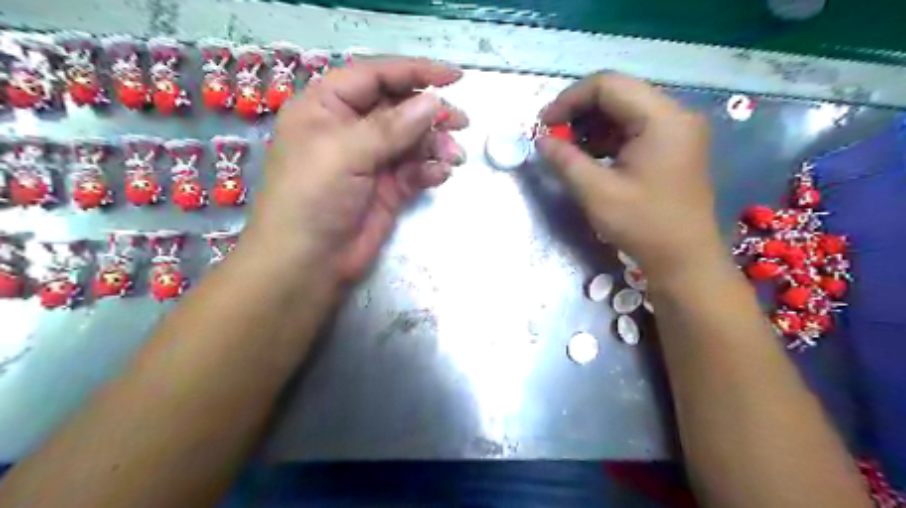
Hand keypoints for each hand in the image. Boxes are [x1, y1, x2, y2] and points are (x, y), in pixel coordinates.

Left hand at [239, 58, 465, 284]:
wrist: (309, 264)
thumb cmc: (312, 199)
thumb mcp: (345, 153)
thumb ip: (391, 127)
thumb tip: (434, 102)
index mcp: (327, 107)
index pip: (374, 76)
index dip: (414, 72)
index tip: (454, 77)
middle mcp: (350, 129)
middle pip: (398, 107)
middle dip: (430, 113)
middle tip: (461, 122)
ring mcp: (371, 160)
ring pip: (412, 140)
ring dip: (435, 145)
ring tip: (453, 157)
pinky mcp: (387, 188)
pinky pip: (415, 169)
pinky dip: (429, 170)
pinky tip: (439, 175)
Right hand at [537, 72, 721, 282]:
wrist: (684, 259)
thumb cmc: (643, 225)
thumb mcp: (597, 193)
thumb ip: (565, 160)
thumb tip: (541, 140)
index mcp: (662, 118)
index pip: (608, 85)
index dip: (569, 100)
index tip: (544, 125)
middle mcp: (675, 114)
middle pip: (618, 94)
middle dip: (579, 112)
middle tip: (553, 137)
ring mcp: (677, 130)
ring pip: (625, 111)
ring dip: (592, 126)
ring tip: (568, 149)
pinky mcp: (674, 147)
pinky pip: (635, 129)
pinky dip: (608, 138)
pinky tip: (590, 157)